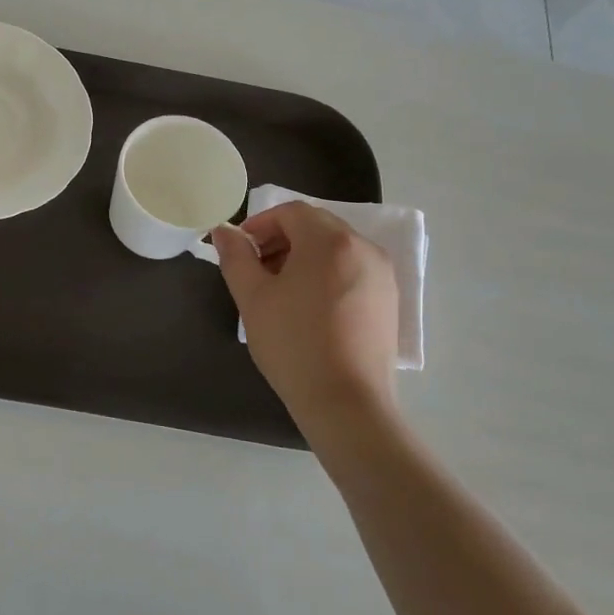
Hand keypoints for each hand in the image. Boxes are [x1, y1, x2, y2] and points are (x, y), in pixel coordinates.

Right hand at [212, 202, 399, 423]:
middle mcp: (363, 248)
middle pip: (316, 226)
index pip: (291, 212)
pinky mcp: (389, 299)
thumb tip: (224, 232)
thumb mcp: (252, 298)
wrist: (347, 402)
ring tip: (281, 290)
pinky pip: (352, 269)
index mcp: (329, 241)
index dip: (261, 224)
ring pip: (336, 248)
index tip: (241, 250)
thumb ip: (236, 257)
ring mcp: (382, 274)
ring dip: (304, 256)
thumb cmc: (293, 344)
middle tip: (257, 269)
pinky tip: (309, 307)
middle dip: (282, 239)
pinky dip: (327, 273)